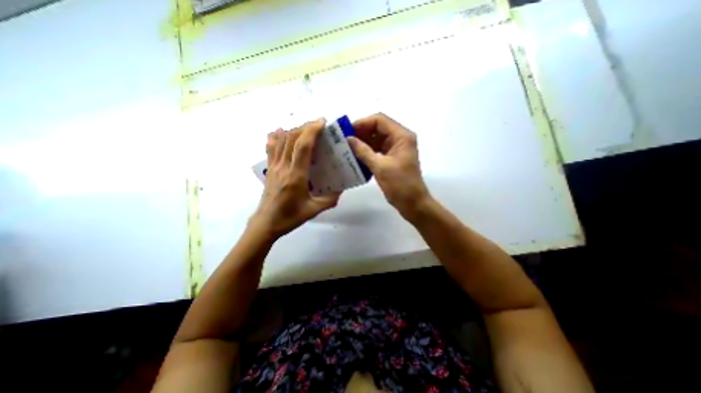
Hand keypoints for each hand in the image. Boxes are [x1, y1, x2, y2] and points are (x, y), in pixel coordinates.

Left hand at [250, 118, 340, 236]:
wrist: (266, 223)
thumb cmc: (290, 217)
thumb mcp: (314, 210)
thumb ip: (330, 199)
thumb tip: (341, 188)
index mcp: (296, 175)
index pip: (303, 146)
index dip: (312, 130)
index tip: (322, 122)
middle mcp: (283, 167)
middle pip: (292, 138)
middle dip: (306, 127)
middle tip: (318, 125)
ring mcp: (274, 166)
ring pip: (281, 140)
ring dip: (294, 130)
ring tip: (306, 129)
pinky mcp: (270, 169)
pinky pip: (271, 147)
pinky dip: (277, 137)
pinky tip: (281, 133)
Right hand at [346, 112, 429, 217]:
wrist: (413, 203)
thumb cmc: (400, 185)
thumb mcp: (380, 167)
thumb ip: (363, 151)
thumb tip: (348, 139)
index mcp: (401, 136)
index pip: (380, 120)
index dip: (363, 123)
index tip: (347, 131)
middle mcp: (400, 138)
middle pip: (378, 128)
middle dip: (361, 133)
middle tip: (345, 140)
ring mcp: (396, 148)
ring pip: (377, 139)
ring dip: (363, 142)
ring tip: (348, 148)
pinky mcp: (392, 158)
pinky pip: (378, 150)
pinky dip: (367, 151)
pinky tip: (356, 156)